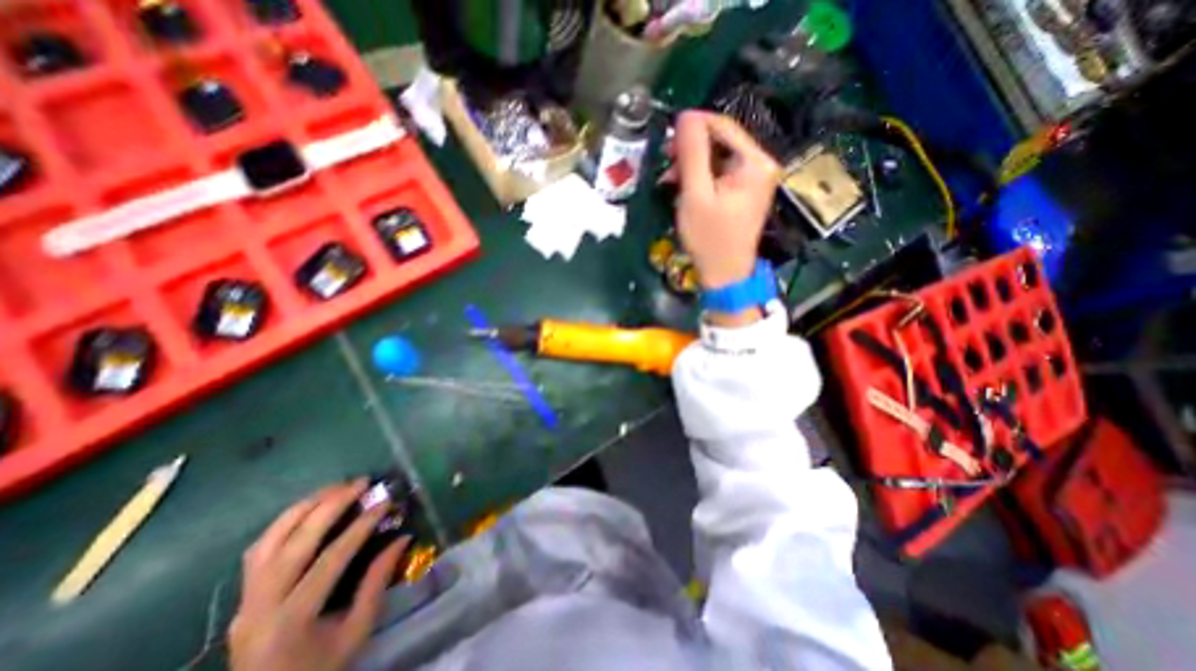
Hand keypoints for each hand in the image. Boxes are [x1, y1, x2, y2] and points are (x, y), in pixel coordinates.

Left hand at [227, 483, 412, 670]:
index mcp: (292, 621)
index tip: (385, 502)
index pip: (331, 559)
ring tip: (335, 488)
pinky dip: (284, 523)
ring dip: (304, 508)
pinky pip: (259, 550)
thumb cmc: (320, 669)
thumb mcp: (357, 630)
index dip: (361, 526)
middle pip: (294, 543)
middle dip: (331, 506)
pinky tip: (309, 510)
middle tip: (360, 483)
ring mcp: (245, 601)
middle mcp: (260, 607)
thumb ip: (377, 581)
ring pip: (269, 541)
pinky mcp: (241, 597)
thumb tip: (403, 537)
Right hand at [673, 109, 776, 325]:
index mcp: (756, 162)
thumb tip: (685, 116)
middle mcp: (761, 165)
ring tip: (670, 179)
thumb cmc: (710, 238)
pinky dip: (700, 178)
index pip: (724, 126)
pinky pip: (720, 174)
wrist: (724, 275)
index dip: (693, 126)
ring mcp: (754, 180)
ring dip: (692, 165)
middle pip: (722, 141)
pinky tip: (683, 188)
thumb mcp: (696, 195)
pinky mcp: (744, 192)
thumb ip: (692, 154)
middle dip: (691, 150)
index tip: (667, 137)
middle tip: (666, 162)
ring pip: (718, 158)